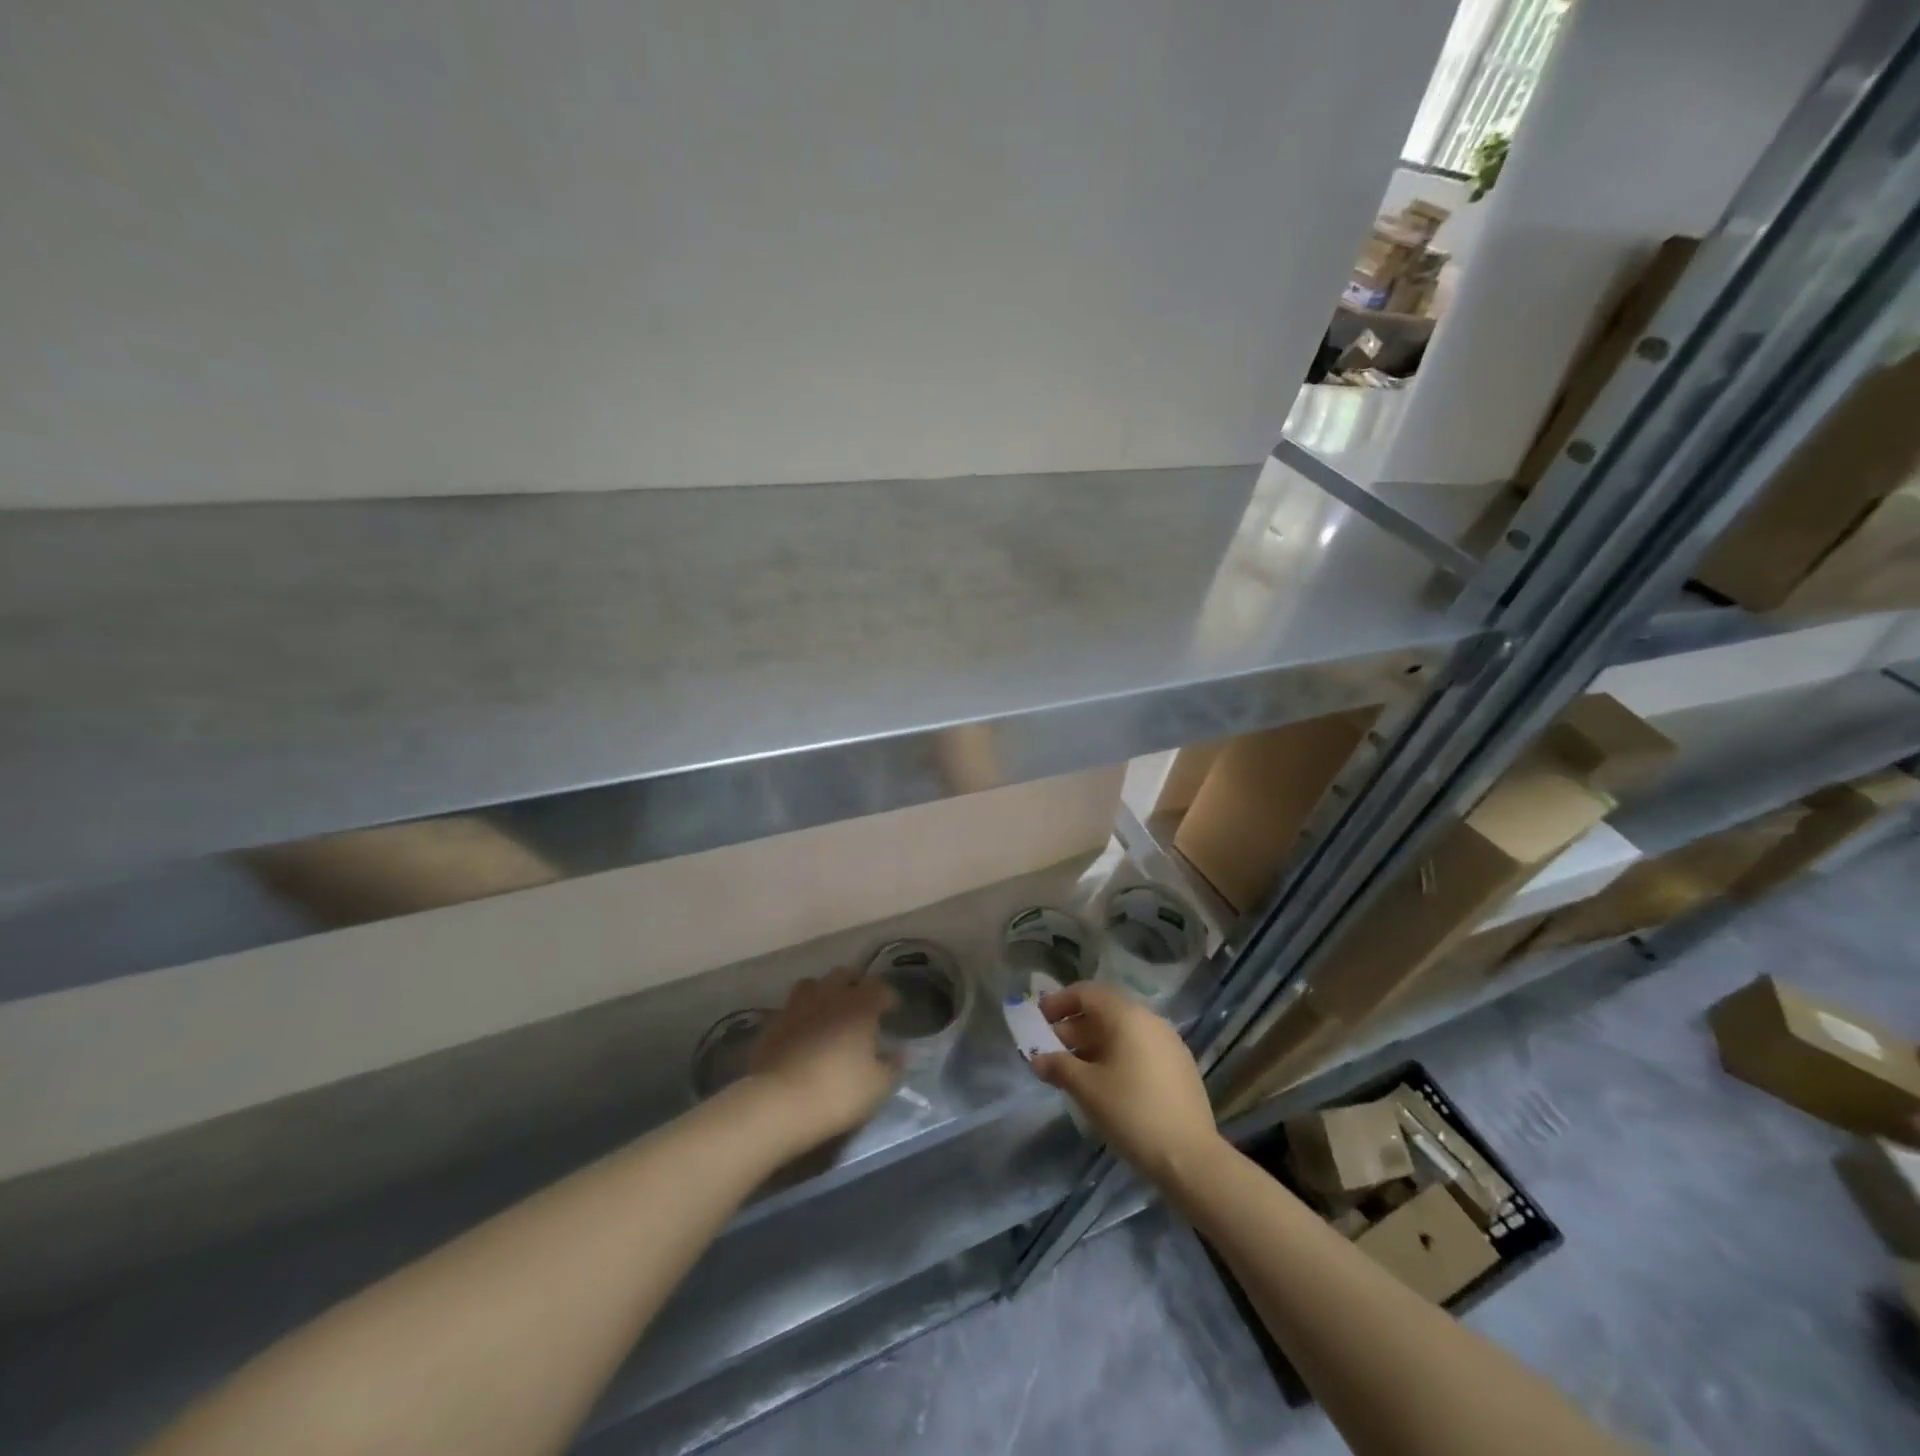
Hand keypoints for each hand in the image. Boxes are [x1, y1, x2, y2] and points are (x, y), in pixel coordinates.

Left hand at [749, 968, 897, 1143]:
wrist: (778, 1102)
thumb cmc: (837, 1091)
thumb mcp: (878, 1086)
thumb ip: (893, 1065)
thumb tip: (901, 1052)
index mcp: (861, 1004)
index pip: (879, 987)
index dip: (888, 997)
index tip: (891, 1012)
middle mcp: (830, 994)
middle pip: (845, 975)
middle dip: (855, 985)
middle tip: (861, 1006)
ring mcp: (798, 1005)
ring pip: (814, 984)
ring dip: (824, 992)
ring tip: (829, 1011)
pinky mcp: (773, 1021)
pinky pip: (792, 1007)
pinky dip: (801, 1013)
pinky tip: (804, 1031)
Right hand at [1030, 983, 1221, 1184]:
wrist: (1190, 1158)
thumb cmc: (1132, 1113)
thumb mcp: (1087, 1089)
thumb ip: (1059, 1067)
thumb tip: (1038, 1059)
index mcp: (1127, 1016)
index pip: (1087, 993)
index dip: (1059, 1002)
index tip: (1039, 1018)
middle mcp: (1149, 1020)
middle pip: (1104, 1012)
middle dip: (1074, 1027)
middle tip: (1050, 1050)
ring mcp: (1168, 1043)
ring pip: (1122, 1032)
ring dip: (1093, 1044)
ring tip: (1074, 1069)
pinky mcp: (1179, 1066)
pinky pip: (1139, 1048)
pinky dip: (1116, 1055)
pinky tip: (1105, 1082)